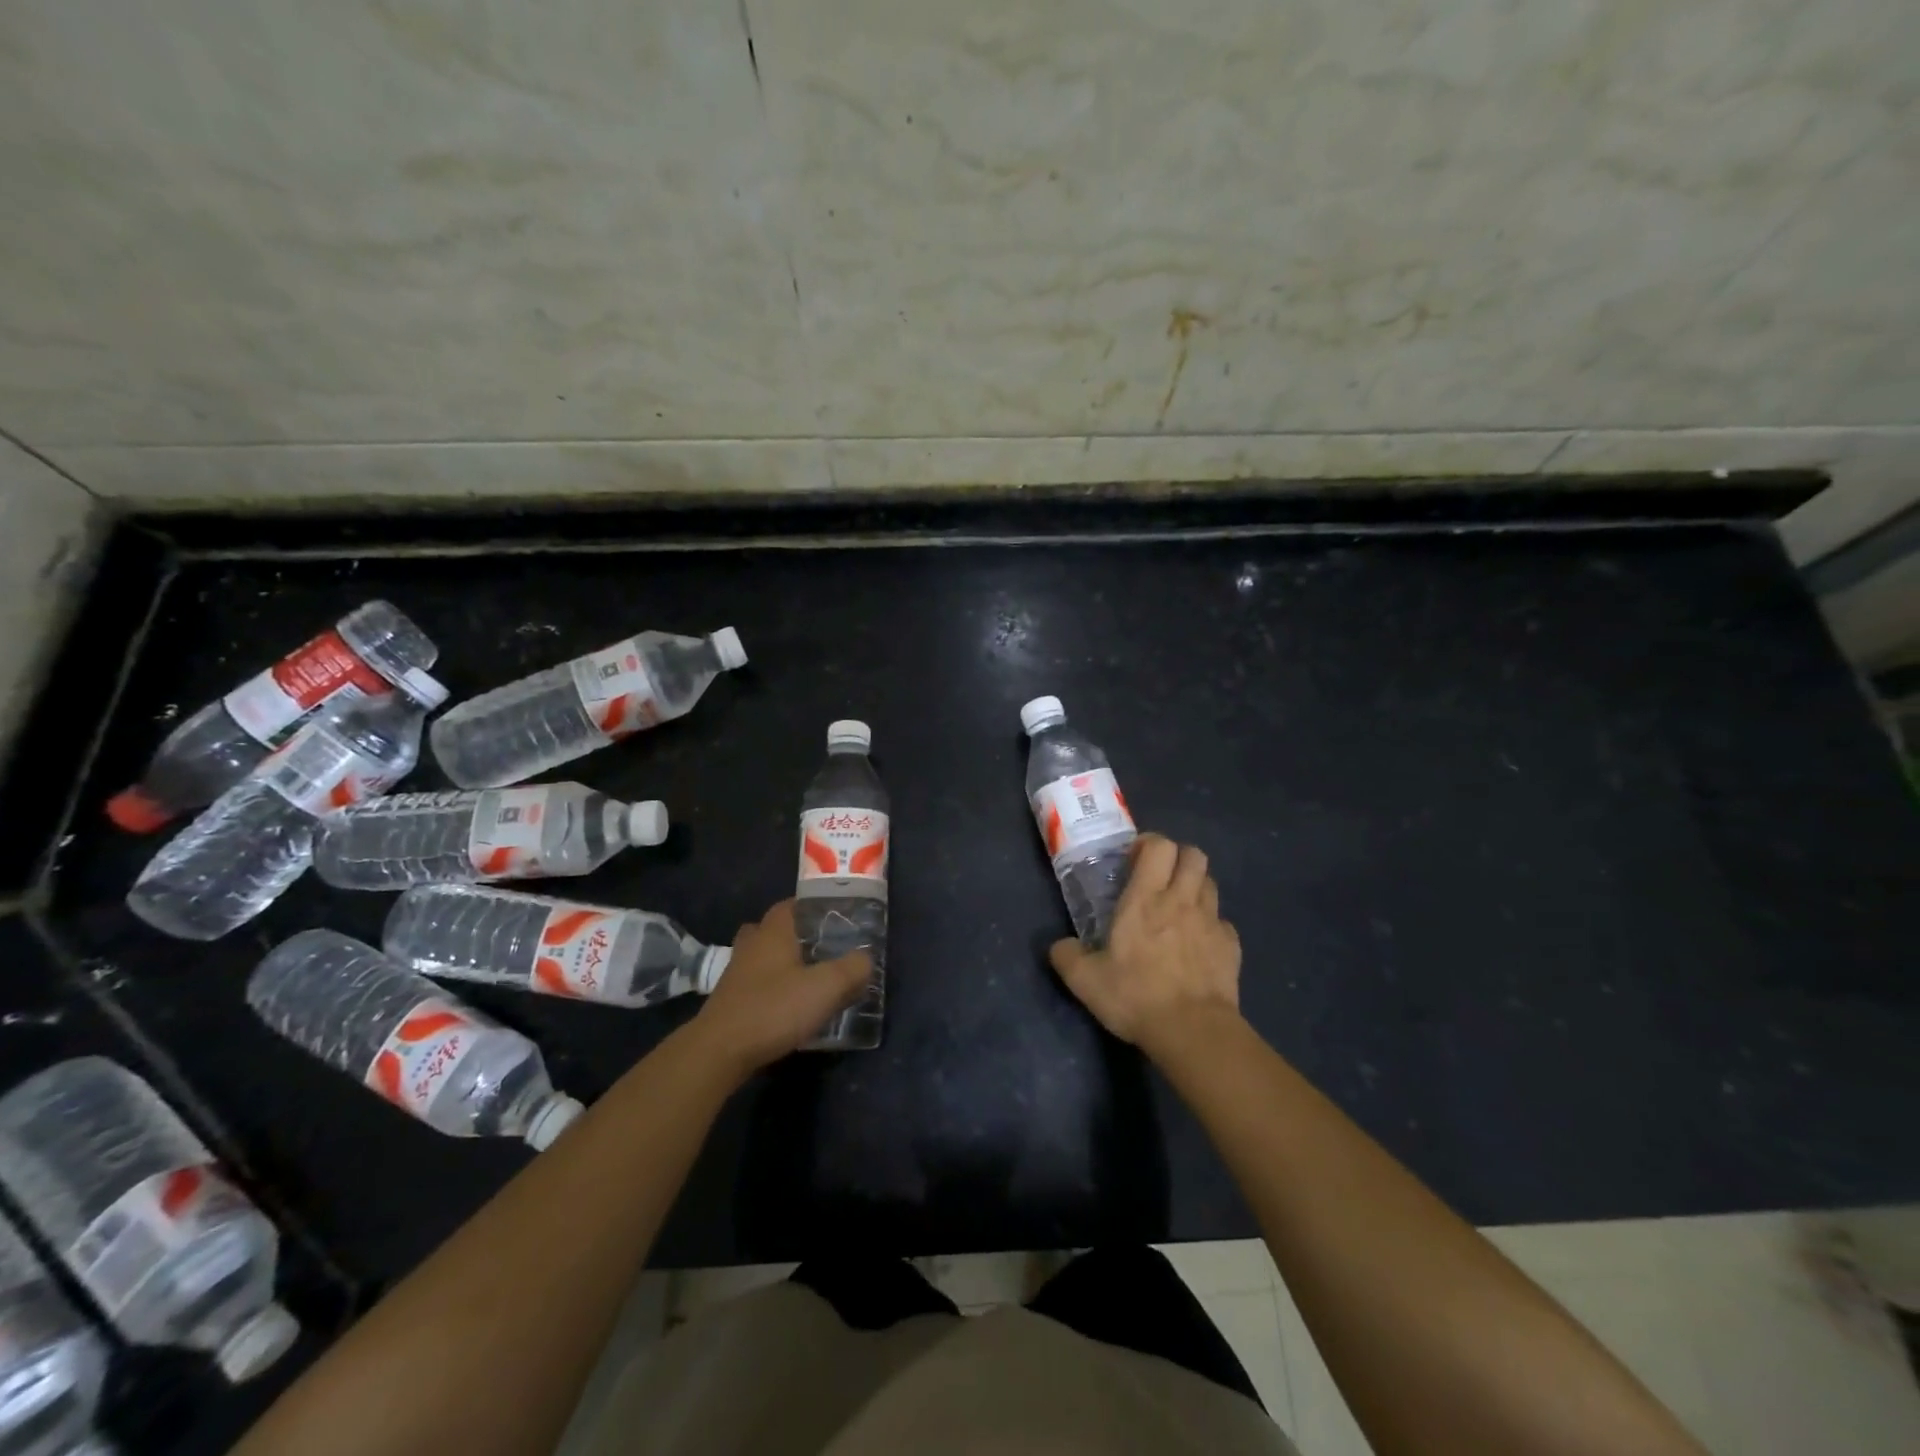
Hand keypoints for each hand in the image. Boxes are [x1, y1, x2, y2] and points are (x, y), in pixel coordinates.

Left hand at [693, 900, 871, 1075]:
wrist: (719, 1052)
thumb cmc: (774, 1008)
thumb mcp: (826, 987)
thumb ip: (852, 969)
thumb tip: (865, 959)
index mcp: (774, 933)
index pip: (790, 904)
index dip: (811, 907)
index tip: (833, 917)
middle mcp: (751, 946)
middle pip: (772, 929)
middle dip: (795, 935)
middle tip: (821, 948)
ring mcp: (735, 974)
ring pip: (761, 957)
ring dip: (781, 963)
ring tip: (808, 978)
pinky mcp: (729, 1002)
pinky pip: (755, 984)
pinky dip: (771, 988)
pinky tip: (789, 1005)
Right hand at [1049, 834, 1242, 1059]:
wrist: (1193, 1031)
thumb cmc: (1136, 995)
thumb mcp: (1085, 980)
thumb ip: (1067, 956)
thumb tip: (1059, 946)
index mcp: (1146, 898)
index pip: (1159, 846)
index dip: (1149, 844)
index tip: (1134, 860)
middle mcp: (1182, 900)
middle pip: (1193, 854)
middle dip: (1178, 858)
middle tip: (1159, 878)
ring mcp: (1211, 922)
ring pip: (1210, 883)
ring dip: (1195, 887)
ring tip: (1179, 908)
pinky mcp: (1231, 946)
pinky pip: (1222, 922)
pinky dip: (1211, 925)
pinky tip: (1198, 944)